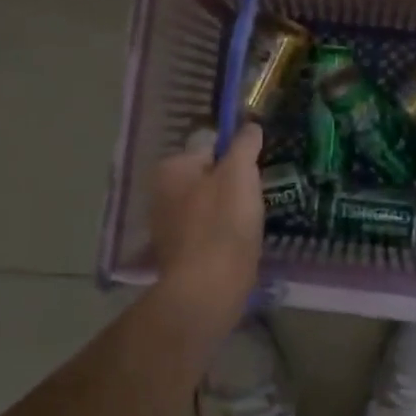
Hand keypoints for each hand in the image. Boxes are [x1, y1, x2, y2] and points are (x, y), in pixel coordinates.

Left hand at [149, 122, 265, 335]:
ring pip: (209, 207)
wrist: (208, 290)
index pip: (210, 149)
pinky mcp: (178, 256)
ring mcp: (167, 228)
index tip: (254, 174)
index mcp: (171, 169)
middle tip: (255, 200)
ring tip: (250, 226)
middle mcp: (160, 195)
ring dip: (229, 213)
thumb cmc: (223, 223)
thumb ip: (245, 144)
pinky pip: (208, 234)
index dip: (237, 158)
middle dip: (232, 187)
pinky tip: (239, 247)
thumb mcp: (240, 173)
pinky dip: (223, 237)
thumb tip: (250, 125)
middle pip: (209, 178)